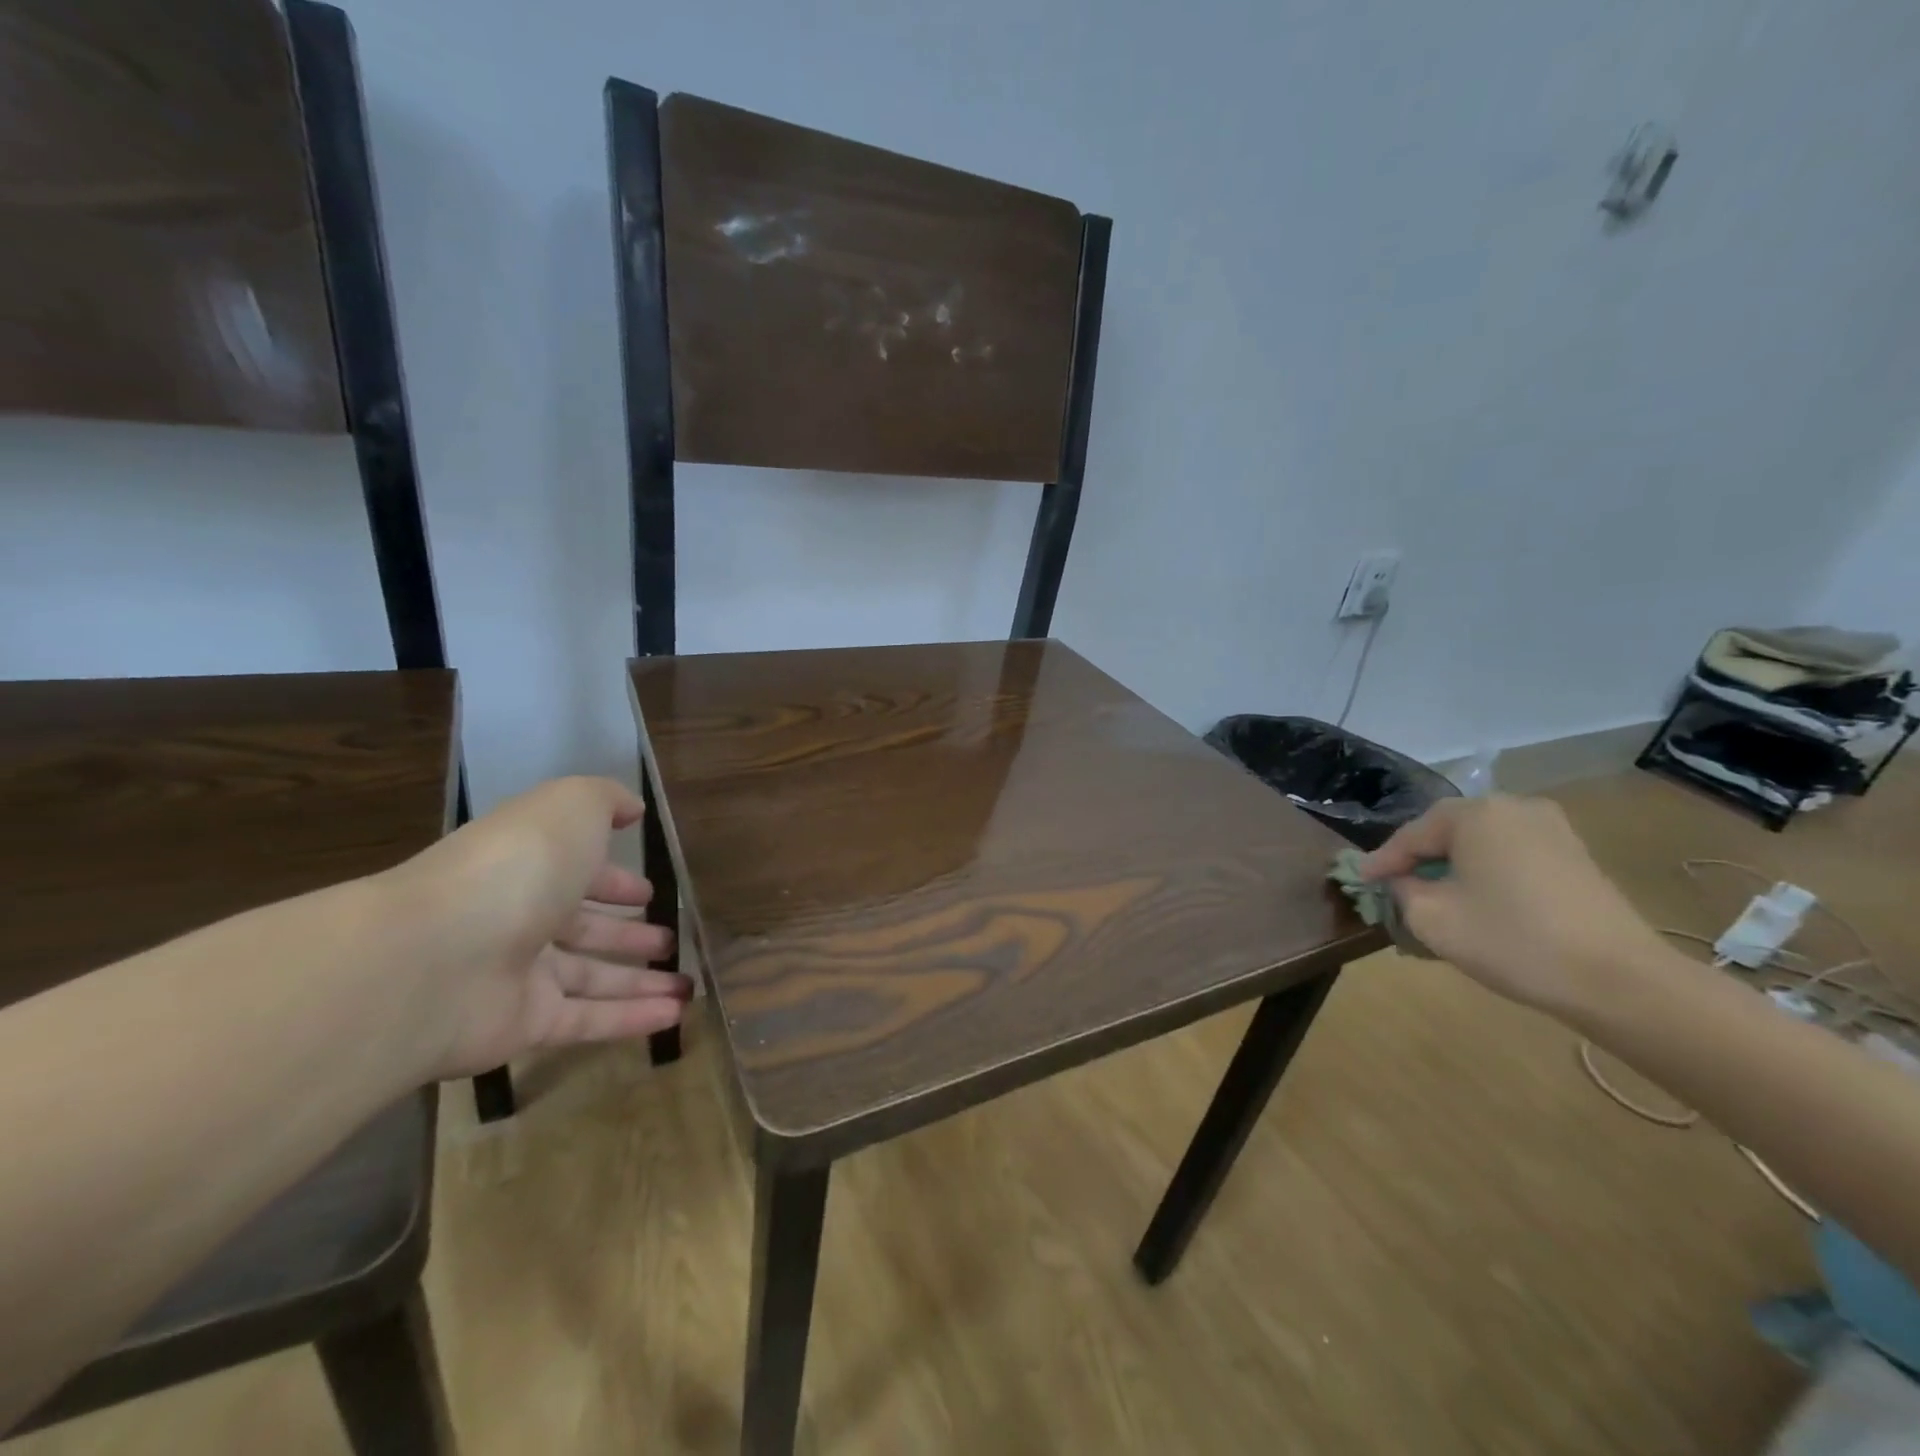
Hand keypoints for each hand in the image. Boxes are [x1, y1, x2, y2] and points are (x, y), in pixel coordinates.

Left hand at [384, 776, 691, 1078]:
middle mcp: (522, 919)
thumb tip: (632, 809)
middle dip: (626, 933)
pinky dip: (632, 1019)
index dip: (614, 880)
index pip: (578, 874)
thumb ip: (605, 800)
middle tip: (667, 939)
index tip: (649, 891)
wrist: (436, 956)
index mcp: (530, 866)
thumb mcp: (570, 807)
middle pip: (583, 928)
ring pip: (592, 978)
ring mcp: (521, 976)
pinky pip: (589, 1021)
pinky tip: (674, 1016)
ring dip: (641, 981)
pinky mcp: (525, 1026)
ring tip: (686, 984)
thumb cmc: (516, 866)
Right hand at [1360, 795, 1669, 1016]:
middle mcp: (1513, 808)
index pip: (1411, 834)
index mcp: (1475, 813)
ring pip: (1481, 844)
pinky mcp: (1576, 856)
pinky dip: (1487, 874)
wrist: (1620, 981)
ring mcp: (1552, 829)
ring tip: (1433, 896)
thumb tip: (1401, 881)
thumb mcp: (1432, 918)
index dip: (1382, 862)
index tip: (1359, 882)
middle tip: (1394, 887)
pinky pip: (1511, 855)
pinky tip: (1477, 901)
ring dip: (1453, 867)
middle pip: (1447, 832)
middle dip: (1419, 860)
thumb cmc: (1512, 940)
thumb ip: (1402, 890)